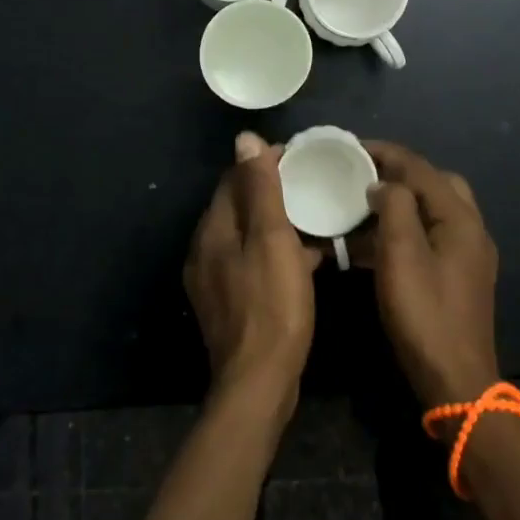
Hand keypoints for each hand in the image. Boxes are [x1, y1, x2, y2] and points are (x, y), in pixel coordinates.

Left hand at [184, 132, 322, 409]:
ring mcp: (213, 279)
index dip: (264, 163)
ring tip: (313, 217)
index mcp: (213, 230)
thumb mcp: (272, 240)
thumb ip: (260, 189)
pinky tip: (305, 259)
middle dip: (271, 191)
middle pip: (238, 206)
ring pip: (247, 236)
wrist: (259, 381)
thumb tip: (244, 138)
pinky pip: (251, 262)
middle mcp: (205, 250)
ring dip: (276, 223)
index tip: (300, 158)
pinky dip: (274, 252)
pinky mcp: (228, 303)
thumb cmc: (272, 305)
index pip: (234, 179)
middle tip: (310, 184)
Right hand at [363, 142, 500, 409]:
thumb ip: (395, 208)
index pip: (421, 168)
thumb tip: (384, 184)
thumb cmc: (425, 315)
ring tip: (360, 204)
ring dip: (399, 202)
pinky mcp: (457, 276)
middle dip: (398, 173)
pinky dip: (403, 230)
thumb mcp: (402, 256)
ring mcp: (466, 254)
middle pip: (435, 183)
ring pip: (432, 210)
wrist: (456, 380)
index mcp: (460, 218)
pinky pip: (429, 237)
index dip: (385, 153)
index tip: (350, 147)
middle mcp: (470, 229)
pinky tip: (371, 244)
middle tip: (361, 174)